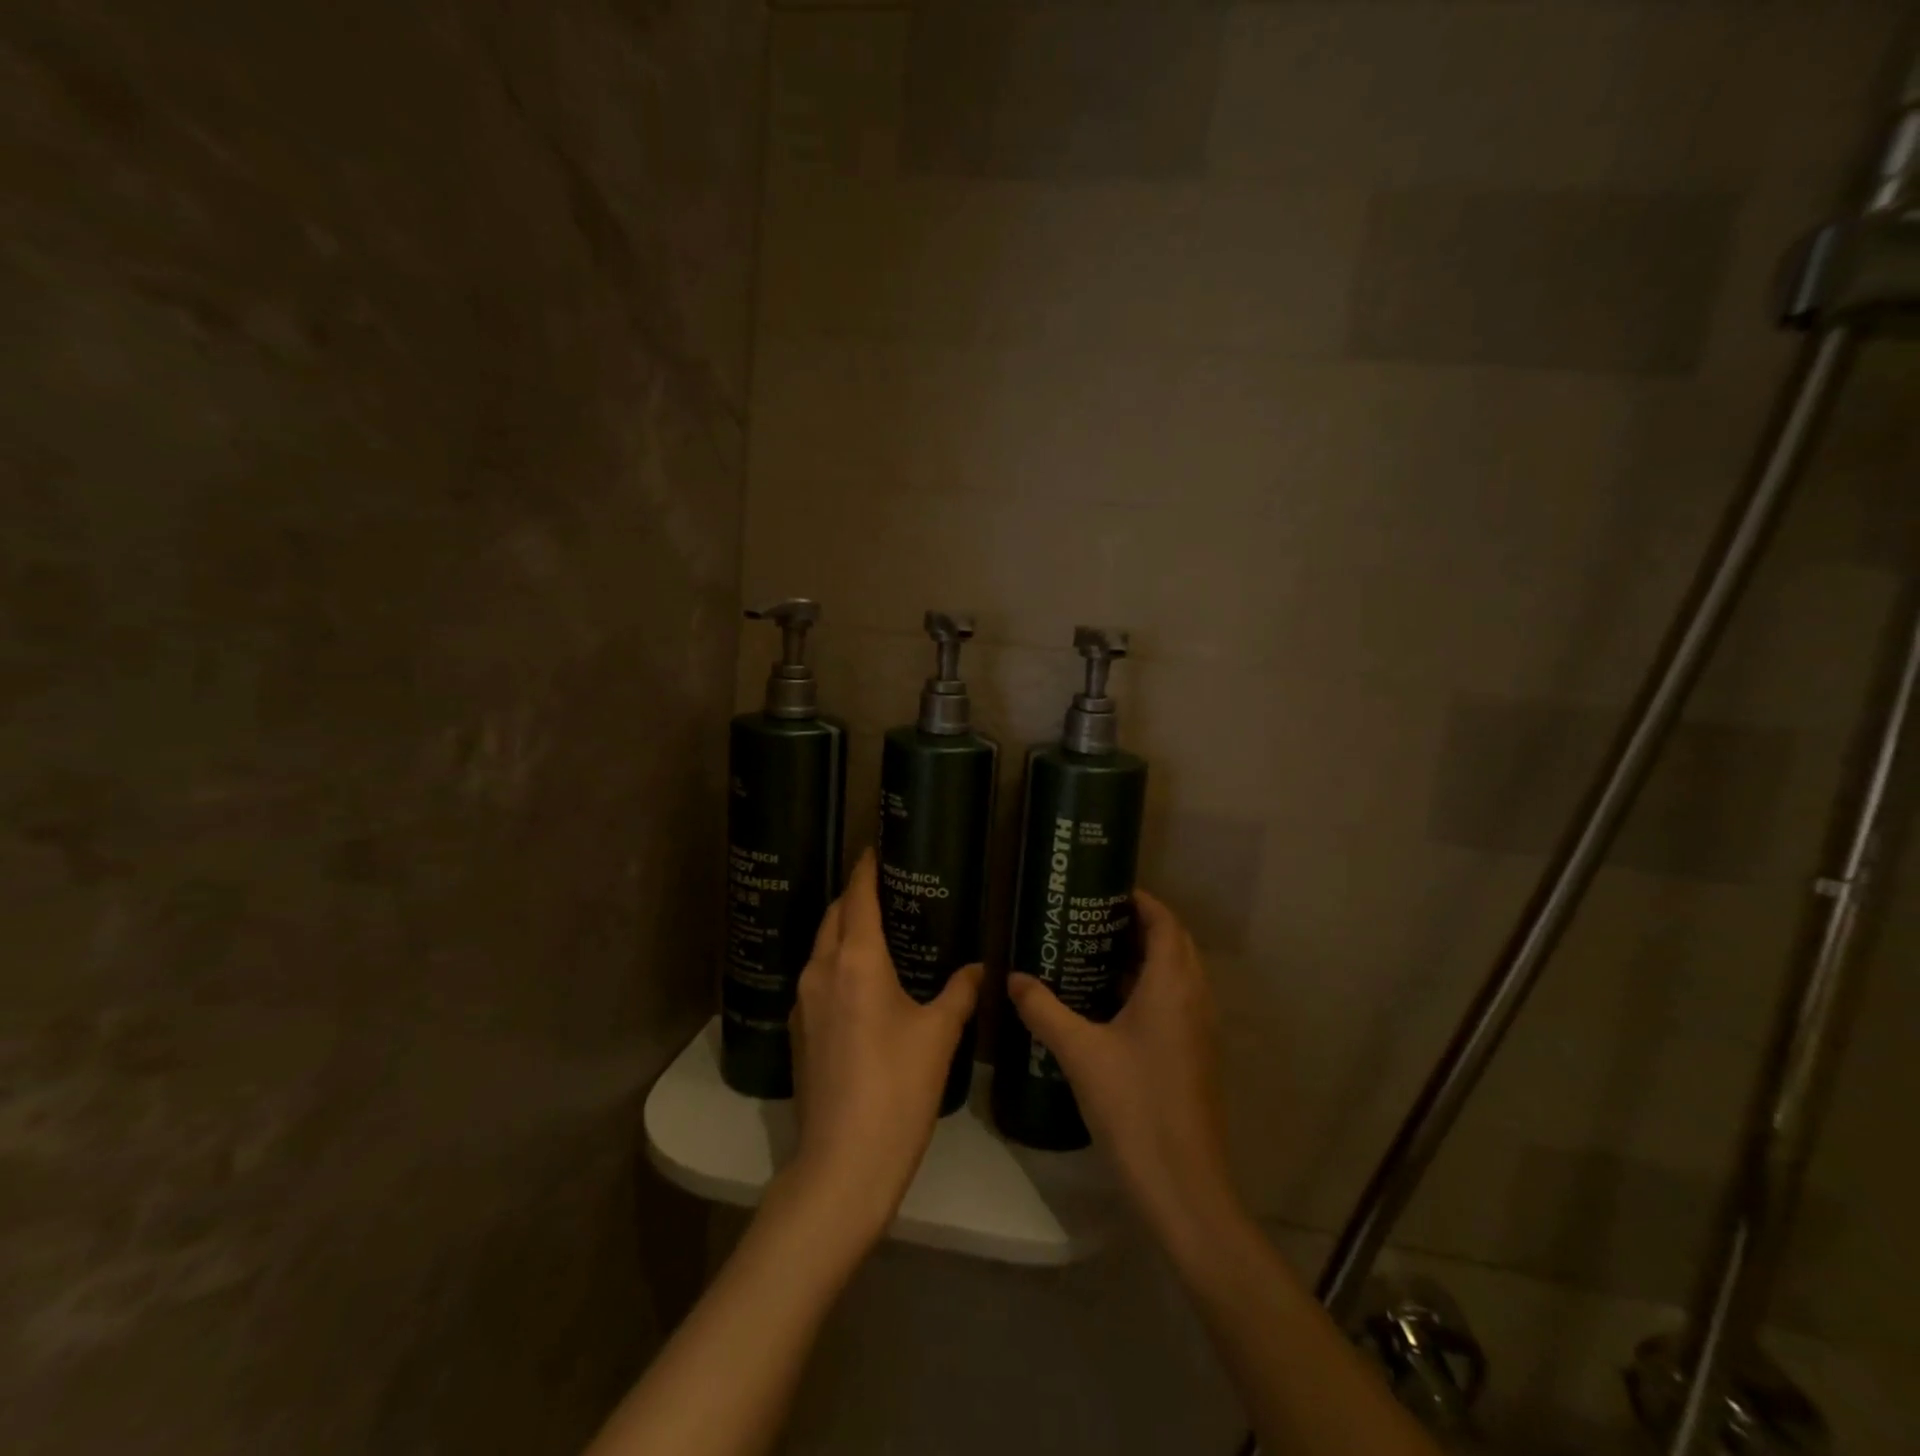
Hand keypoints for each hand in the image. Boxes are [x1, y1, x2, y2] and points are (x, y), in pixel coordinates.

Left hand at [784, 849, 982, 1240]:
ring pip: (822, 946)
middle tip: (887, 889)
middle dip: (855, 896)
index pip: (858, 897)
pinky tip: (862, 980)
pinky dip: (837, 962)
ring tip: (879, 930)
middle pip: (834, 915)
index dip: (866, 869)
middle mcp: (821, 970)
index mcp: (856, 960)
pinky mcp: (799, 1030)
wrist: (843, 1163)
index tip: (876, 848)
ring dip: (844, 930)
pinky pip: (817, 976)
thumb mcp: (939, 1036)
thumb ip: (960, 993)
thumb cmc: (898, 1088)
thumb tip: (979, 968)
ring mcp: (804, 1001)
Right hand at [1006, 888, 1238, 1249]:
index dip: (1140, 901)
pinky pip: (1174, 1002)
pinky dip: (1147, 988)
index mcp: (1172, 985)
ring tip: (1093, 953)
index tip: (1103, 891)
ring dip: (1143, 958)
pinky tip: (1107, 1004)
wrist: (1183, 1184)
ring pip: (1176, 974)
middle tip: (1090, 920)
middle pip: (1173, 943)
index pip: (1165, 922)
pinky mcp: (1194, 1055)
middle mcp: (1193, 998)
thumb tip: (1012, 978)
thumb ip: (1043, 1009)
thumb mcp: (1079, 1052)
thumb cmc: (1133, 1105)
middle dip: (1138, 925)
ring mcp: (1199, 1029)